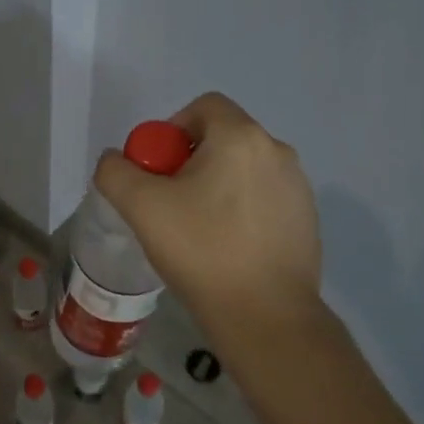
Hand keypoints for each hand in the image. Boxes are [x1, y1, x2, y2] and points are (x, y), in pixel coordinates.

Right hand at [95, 93, 322, 351]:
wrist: (266, 316)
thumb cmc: (202, 251)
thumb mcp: (141, 207)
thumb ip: (116, 171)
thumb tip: (117, 160)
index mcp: (242, 137)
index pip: (203, 106)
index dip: (171, 130)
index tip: (158, 171)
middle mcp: (277, 151)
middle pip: (222, 138)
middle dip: (190, 162)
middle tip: (169, 203)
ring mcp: (298, 187)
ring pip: (243, 170)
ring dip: (216, 186)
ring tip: (197, 229)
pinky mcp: (307, 219)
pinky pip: (263, 198)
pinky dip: (241, 210)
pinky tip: (228, 248)